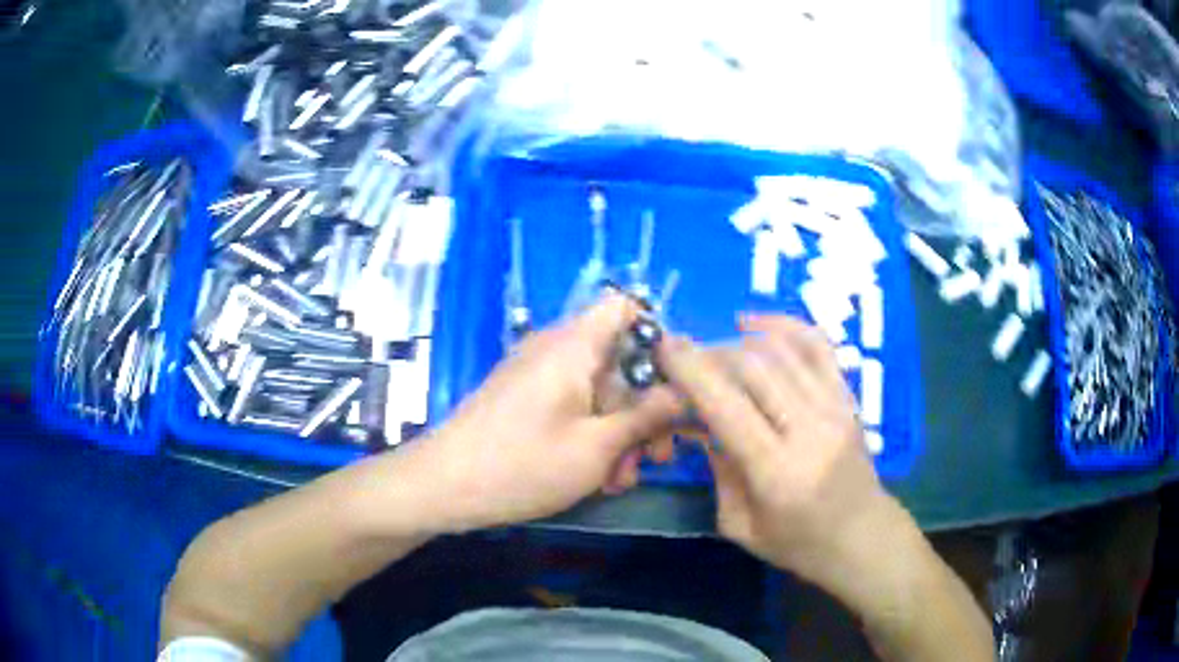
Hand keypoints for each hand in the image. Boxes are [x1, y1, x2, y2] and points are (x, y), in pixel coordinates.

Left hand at [411, 293, 682, 532]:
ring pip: (599, 393)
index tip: (676, 385)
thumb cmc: (522, 464)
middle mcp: (556, 351)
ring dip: (620, 434)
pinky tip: (598, 479)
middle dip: (644, 410)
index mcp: (574, 345)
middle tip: (657, 457)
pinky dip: (592, 437)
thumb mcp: (597, 447)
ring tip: (621, 480)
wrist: (443, 487)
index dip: (657, 337)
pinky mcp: (527, 402)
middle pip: (620, 360)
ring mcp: (539, 377)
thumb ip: (646, 417)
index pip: (625, 307)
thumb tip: (685, 393)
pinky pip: (574, 408)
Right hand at [659, 315, 899, 586]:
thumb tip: (697, 419)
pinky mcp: (848, 396)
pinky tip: (755, 324)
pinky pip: (816, 344)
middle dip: (709, 354)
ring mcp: (835, 407)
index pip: (727, 405)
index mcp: (777, 472)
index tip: (663, 349)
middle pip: (752, 367)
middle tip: (685, 361)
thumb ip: (717, 468)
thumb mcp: (739, 524)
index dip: (690, 371)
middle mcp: (809, 429)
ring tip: (715, 353)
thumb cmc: (797, 543)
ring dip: (738, 342)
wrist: (862, 536)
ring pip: (780, 349)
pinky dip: (783, 324)